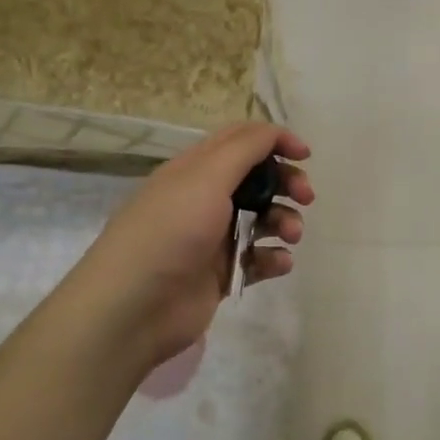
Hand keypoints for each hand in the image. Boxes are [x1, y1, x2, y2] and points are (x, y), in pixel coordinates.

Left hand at [60, 122, 311, 373]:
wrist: (133, 308)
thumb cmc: (170, 231)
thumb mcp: (206, 177)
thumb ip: (245, 149)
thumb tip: (274, 132)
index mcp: (195, 169)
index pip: (240, 140)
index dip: (274, 140)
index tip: (305, 155)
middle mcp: (204, 199)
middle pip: (257, 179)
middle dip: (287, 182)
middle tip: (307, 196)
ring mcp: (213, 238)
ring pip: (262, 218)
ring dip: (285, 220)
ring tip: (291, 235)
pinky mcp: (220, 274)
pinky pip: (258, 258)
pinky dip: (273, 257)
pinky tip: (278, 262)